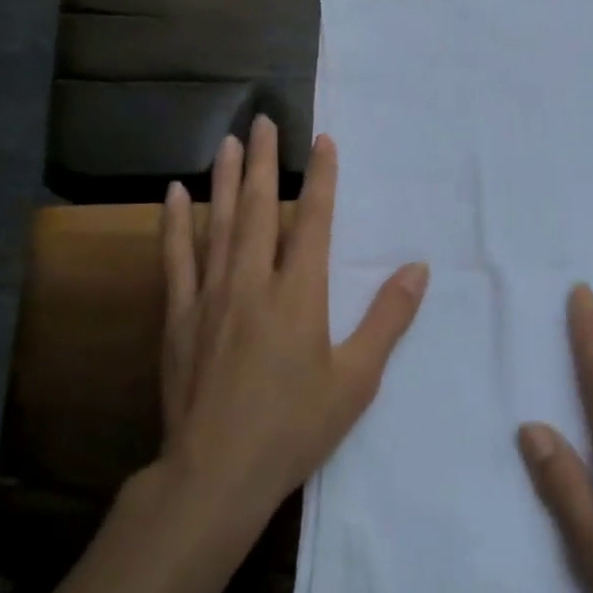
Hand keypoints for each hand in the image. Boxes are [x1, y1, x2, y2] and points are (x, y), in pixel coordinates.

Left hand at [158, 116, 429, 526]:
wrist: (216, 473)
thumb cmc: (294, 427)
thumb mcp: (357, 379)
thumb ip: (388, 318)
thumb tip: (418, 268)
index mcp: (298, 294)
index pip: (312, 220)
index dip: (320, 178)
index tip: (322, 141)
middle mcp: (252, 282)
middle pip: (258, 208)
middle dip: (263, 161)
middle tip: (263, 120)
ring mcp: (209, 297)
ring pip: (217, 224)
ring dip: (223, 179)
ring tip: (228, 141)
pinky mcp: (179, 317)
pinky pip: (175, 259)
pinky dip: (175, 224)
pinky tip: (174, 194)